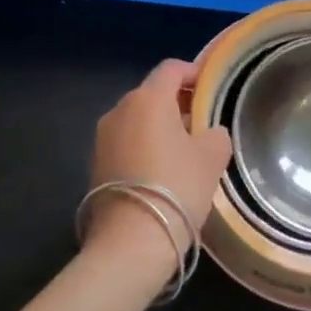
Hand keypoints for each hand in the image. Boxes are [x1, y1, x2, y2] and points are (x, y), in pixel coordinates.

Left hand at [84, 59, 233, 279]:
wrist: (131, 242)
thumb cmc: (177, 187)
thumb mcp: (212, 158)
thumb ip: (215, 134)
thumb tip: (209, 133)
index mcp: (148, 98)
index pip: (171, 69)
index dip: (193, 73)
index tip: (210, 89)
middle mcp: (120, 109)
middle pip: (152, 94)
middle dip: (177, 104)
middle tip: (201, 124)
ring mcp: (102, 137)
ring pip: (137, 120)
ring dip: (158, 128)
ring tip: (183, 152)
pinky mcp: (94, 164)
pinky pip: (125, 143)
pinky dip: (143, 148)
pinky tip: (160, 173)